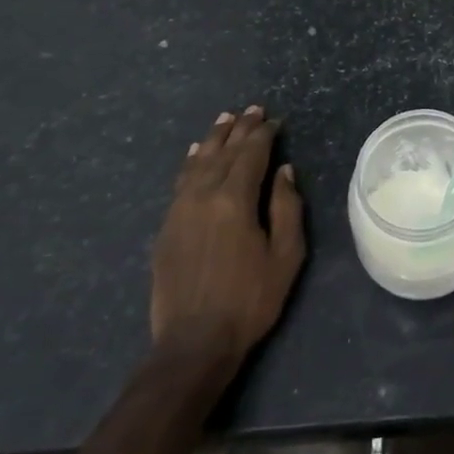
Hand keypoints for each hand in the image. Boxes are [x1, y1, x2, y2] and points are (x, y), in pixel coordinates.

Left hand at [151, 106, 304, 367]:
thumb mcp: (285, 256)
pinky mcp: (167, 228)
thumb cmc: (249, 300)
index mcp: (235, 200)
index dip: (264, 134)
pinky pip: (180, 182)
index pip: (251, 154)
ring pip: (198, 162)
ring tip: (225, 119)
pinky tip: (195, 153)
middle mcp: (203, 196)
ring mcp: (180, 211)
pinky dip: (191, 162)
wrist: (193, 344)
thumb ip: (287, 208)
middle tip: (253, 109)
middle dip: (240, 129)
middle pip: (224, 152)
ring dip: (214, 138)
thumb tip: (284, 170)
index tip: (274, 119)